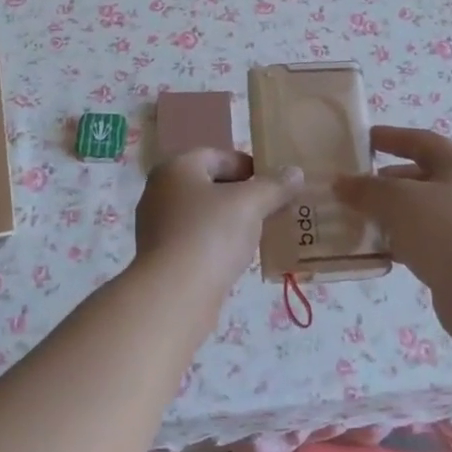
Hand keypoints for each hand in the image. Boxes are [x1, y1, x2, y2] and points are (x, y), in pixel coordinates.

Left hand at [134, 149, 302, 296]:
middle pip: (209, 185)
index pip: (218, 156)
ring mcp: (157, 226)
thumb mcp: (250, 204)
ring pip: (202, 215)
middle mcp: (160, 191)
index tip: (275, 184)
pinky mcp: (161, 257)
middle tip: (272, 209)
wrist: (173, 295)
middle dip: (242, 195)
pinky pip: (195, 240)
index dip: (249, 166)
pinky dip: (216, 244)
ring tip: (259, 234)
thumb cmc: (210, 234)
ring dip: (230, 221)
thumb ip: (274, 186)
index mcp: (176, 168)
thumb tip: (295, 172)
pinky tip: (236, 258)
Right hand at [333, 126, 451, 298]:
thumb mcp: (397, 200)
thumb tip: (341, 183)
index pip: (421, 141)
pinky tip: (377, 248)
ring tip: (359, 218)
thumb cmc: (443, 231)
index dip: (391, 137)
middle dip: (385, 180)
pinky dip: (400, 238)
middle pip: (421, 176)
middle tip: (355, 187)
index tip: (361, 140)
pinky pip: (424, 238)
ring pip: (421, 210)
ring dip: (390, 212)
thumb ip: (366, 188)